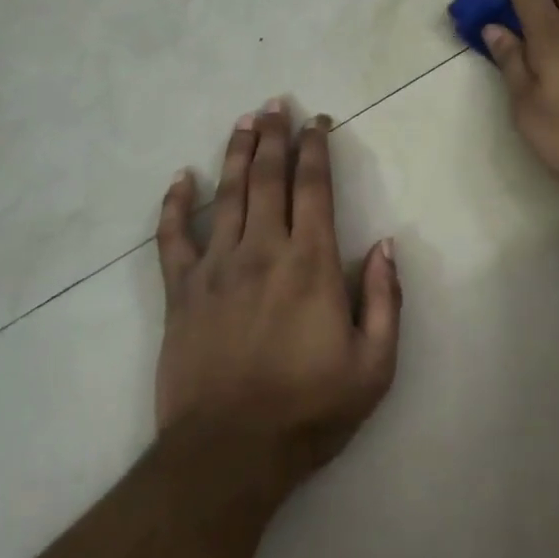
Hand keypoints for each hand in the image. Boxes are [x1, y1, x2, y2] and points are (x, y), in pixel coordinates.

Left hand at [154, 101, 401, 500]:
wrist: (228, 454)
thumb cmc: (308, 411)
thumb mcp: (373, 367)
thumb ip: (386, 300)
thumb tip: (386, 245)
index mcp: (310, 263)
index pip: (314, 187)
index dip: (316, 148)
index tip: (317, 122)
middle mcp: (263, 249)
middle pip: (268, 176)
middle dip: (274, 135)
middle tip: (275, 103)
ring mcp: (216, 266)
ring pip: (226, 193)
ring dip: (236, 152)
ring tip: (244, 120)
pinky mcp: (181, 290)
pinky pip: (172, 236)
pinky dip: (175, 204)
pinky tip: (181, 178)